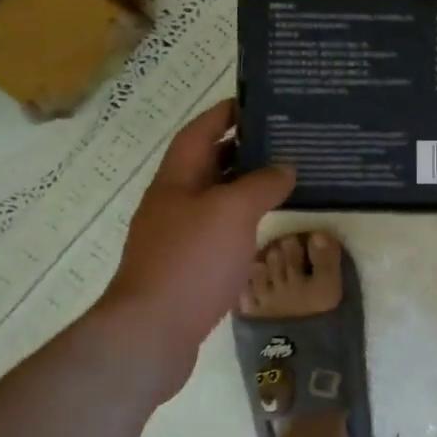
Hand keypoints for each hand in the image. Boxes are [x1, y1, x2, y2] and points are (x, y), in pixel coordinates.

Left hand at [101, 100, 294, 370]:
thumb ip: (261, 184)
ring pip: (213, 201)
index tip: (257, 102)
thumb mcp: (232, 211)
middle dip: (241, 150)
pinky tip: (262, 231)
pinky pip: (216, 233)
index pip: (200, 132)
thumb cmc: (191, 261)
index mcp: (176, 180)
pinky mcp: (185, 270)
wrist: (151, 333)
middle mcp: (172, 203)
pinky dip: (240, 224)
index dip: (225, 114)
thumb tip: (284, 167)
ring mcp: (176, 238)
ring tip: (282, 182)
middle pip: (206, 165)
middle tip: (282, 142)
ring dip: (243, 189)